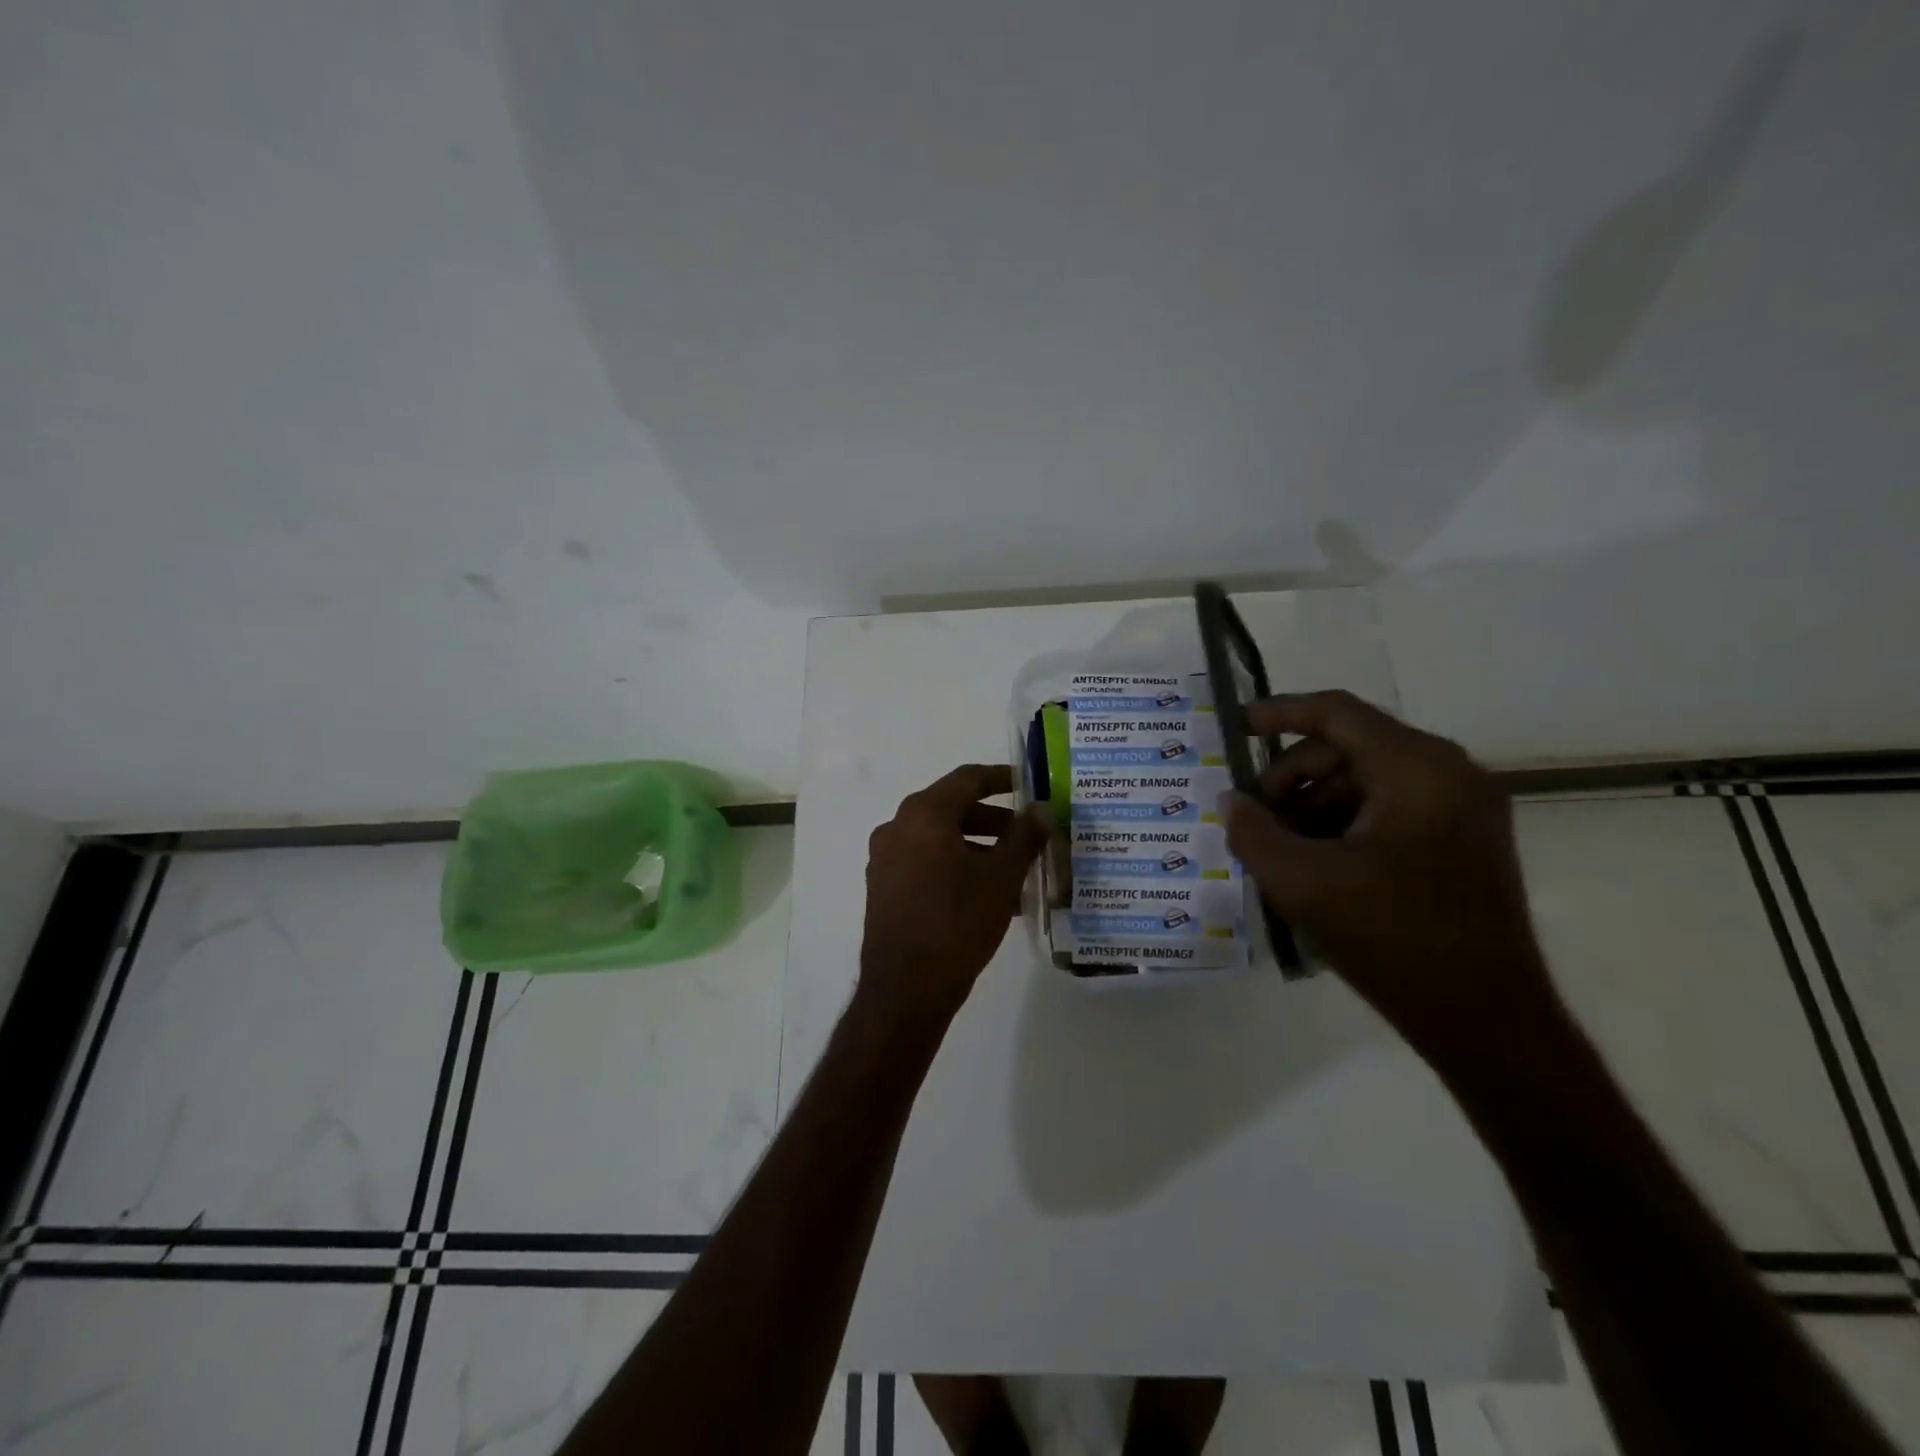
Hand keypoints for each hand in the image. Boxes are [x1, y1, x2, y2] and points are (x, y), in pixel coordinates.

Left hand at [859, 764, 1050, 1033]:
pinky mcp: (883, 887)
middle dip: (993, 820)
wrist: (905, 988)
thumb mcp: (1001, 877)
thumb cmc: (957, 922)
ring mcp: (884, 858)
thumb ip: (1024, 837)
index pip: (967, 779)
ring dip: (977, 847)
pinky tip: (985, 896)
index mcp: (923, 814)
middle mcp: (897, 827)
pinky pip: (924, 862)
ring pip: (939, 839)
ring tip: (1013, 873)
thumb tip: (1041, 809)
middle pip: (951, 809)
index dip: (1001, 779)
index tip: (1028, 786)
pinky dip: (955, 866)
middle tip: (1027, 835)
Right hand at [1223, 692, 1561, 1060]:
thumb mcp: (1303, 882)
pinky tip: (1312, 862)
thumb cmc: (1392, 939)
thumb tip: (1230, 801)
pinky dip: (1344, 824)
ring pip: (1367, 781)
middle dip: (1290, 776)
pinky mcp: (1463, 842)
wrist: (1487, 1020)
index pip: (1336, 713)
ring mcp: (1463, 809)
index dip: (1278, 713)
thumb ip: (1253, 832)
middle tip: (1251, 814)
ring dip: (1314, 804)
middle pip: (1349, 748)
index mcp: (1417, 768)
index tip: (1234, 726)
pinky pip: (1390, 810)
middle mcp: (1448, 773)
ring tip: (1276, 846)